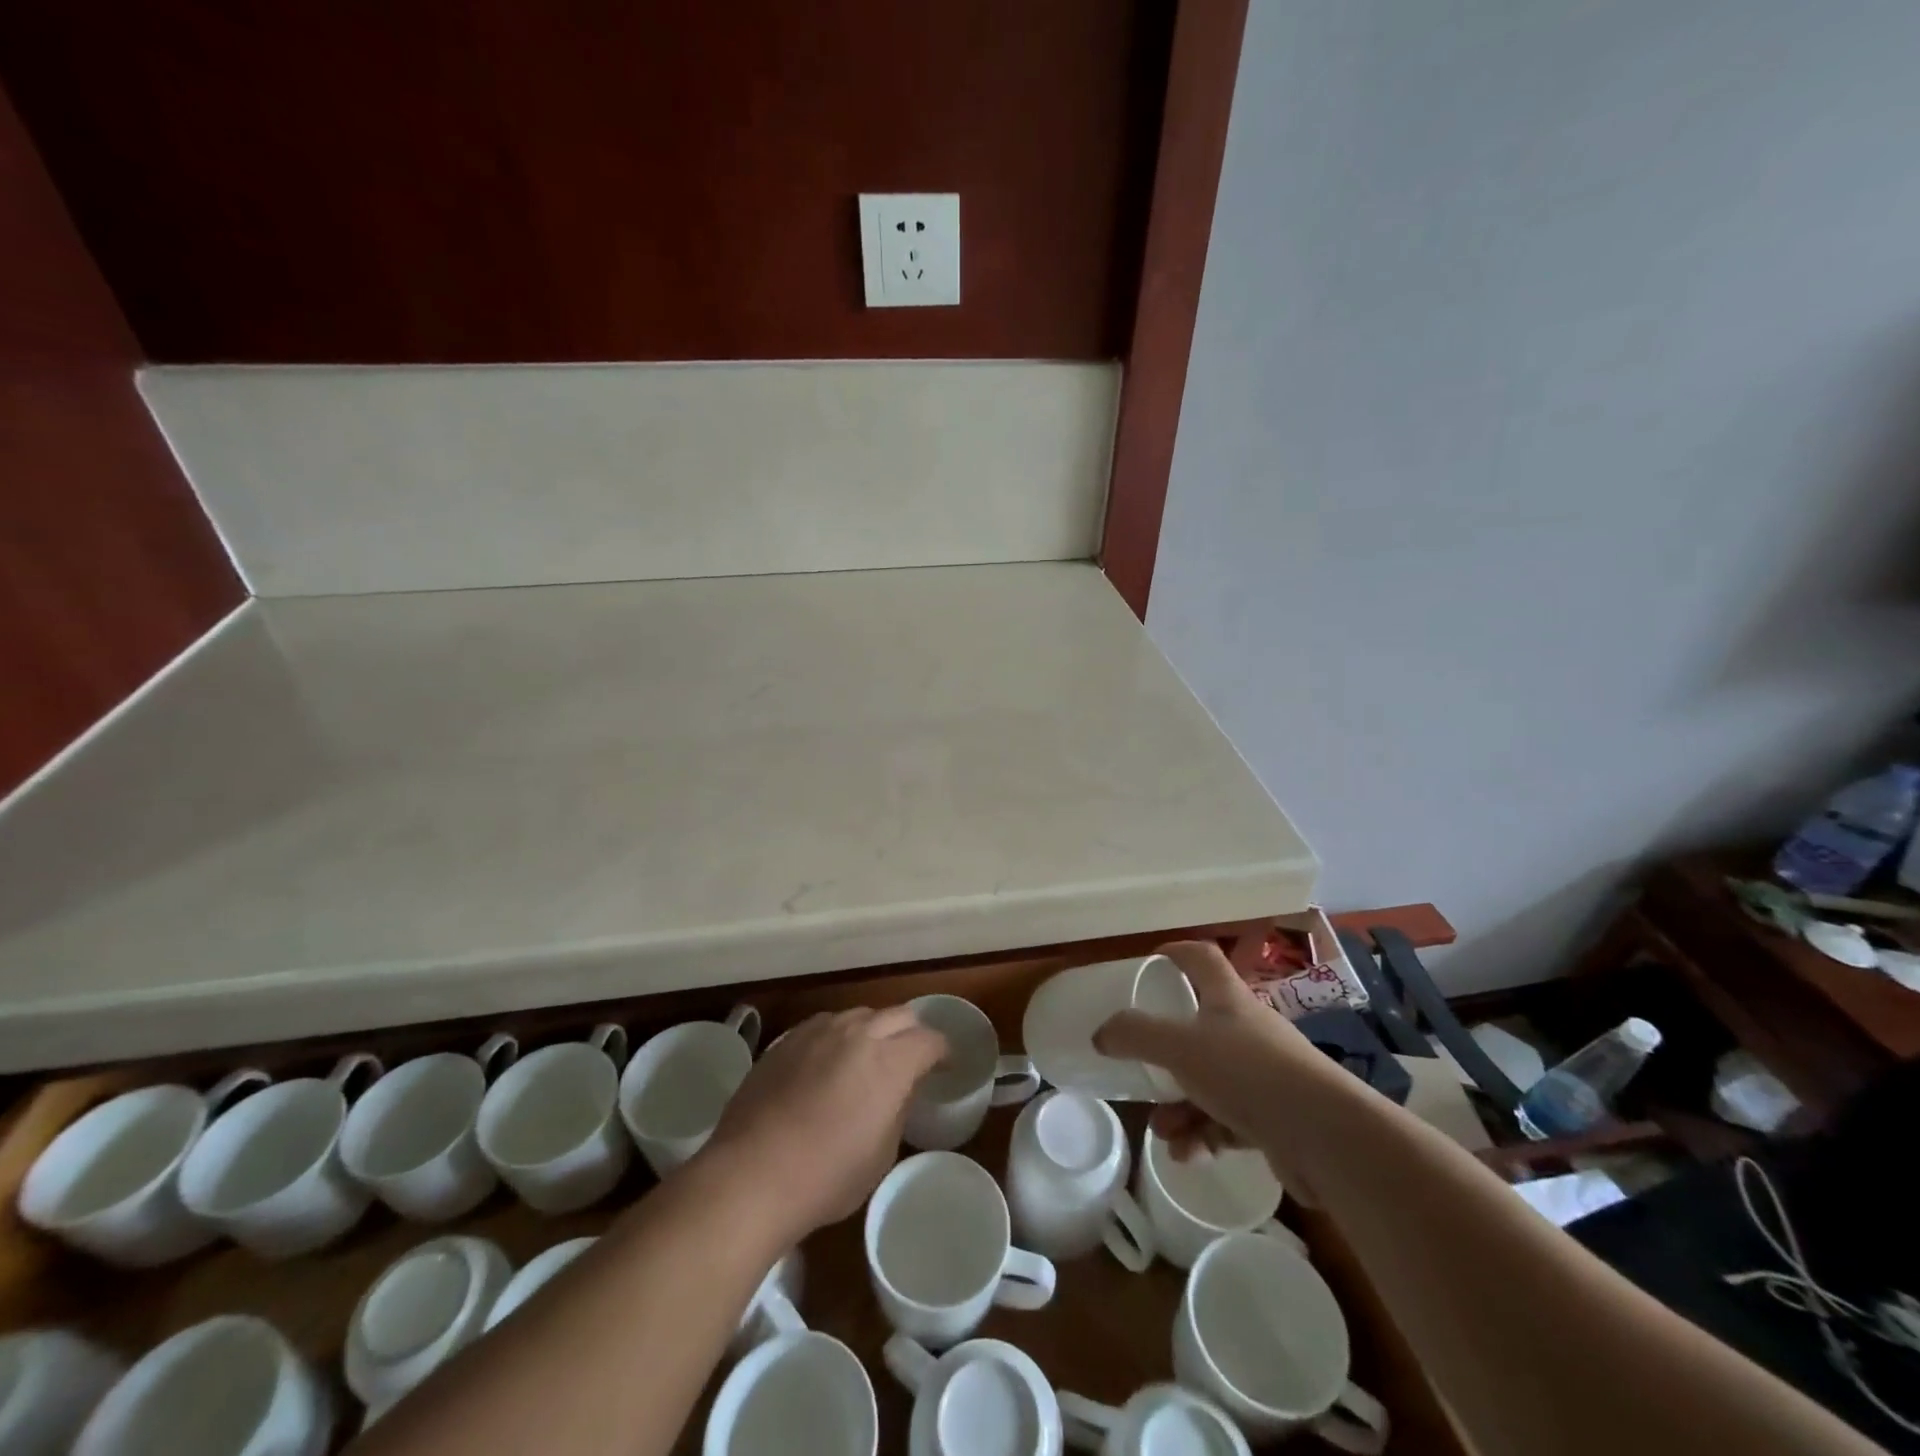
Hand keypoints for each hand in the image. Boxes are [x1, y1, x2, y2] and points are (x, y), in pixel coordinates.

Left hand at [702, 1007, 946, 1242]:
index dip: (943, 1052)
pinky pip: (825, 1025)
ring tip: (867, 1059)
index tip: (945, 1067)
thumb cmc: (826, 1176)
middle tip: (911, 1060)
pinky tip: (828, 1063)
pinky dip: (838, 1037)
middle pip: (899, 1015)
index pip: (930, 1039)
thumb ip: (898, 1109)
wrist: (751, 1174)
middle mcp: (857, 1032)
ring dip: (873, 1031)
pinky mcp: (787, 1039)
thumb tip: (900, 1089)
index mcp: (890, 1060)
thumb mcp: (881, 1154)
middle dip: (912, 1034)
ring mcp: (818, 1031)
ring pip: (860, 1014)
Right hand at [1095, 940, 1337, 1186]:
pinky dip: (1205, 1134)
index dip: (1175, 953)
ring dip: (1180, 1105)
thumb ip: (1136, 1035)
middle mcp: (1248, 1030)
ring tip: (1162, 1130)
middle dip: (1166, 1052)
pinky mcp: (1276, 1117)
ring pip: (1210, 1081)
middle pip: (1200, 1027)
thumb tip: (1101, 1034)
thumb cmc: (1248, 1073)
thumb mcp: (1180, 1046)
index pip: (1201, 957)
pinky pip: (1228, 1120)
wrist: (1326, 1137)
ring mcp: (1265, 1075)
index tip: (1149, 962)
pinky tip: (1188, 1154)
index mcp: (1228, 999)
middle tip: (1142, 1063)